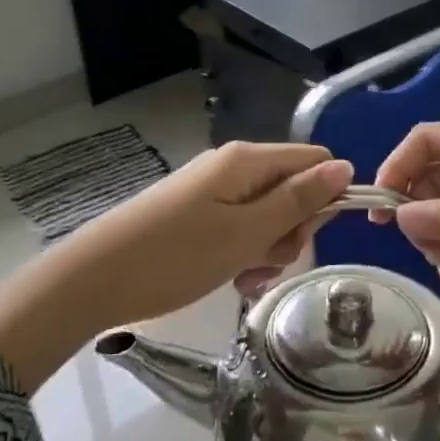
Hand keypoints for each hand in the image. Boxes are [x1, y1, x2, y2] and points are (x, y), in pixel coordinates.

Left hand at [0, 142, 352, 388]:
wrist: (93, 279)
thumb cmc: (177, 256)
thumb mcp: (247, 232)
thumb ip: (299, 200)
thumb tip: (346, 167)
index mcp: (247, 161)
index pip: (314, 161)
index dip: (325, 197)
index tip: (310, 236)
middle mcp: (232, 167)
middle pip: (291, 190)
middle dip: (291, 230)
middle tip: (268, 261)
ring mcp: (211, 191)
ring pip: (266, 215)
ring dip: (267, 249)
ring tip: (244, 278)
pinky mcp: (195, 214)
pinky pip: (238, 228)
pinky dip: (242, 253)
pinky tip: (231, 279)